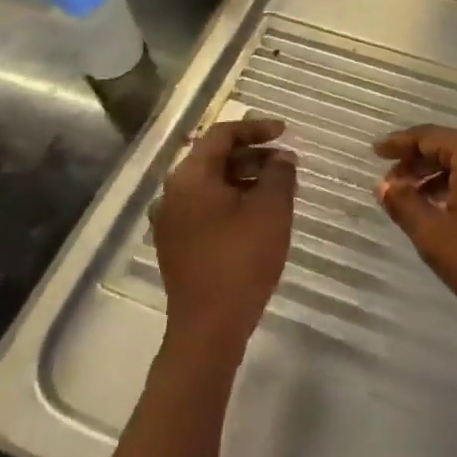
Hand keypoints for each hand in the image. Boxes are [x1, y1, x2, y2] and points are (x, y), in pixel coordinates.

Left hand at [153, 117, 296, 355]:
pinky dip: (231, 200)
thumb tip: (282, 157)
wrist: (208, 328)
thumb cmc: (241, 260)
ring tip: (277, 189)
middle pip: (214, 158)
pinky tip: (257, 215)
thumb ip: (279, 174)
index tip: (285, 132)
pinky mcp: (176, 243)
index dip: (256, 128)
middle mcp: (173, 192)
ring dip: (243, 178)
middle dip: (253, 155)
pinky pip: (204, 207)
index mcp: (190, 176)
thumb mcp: (271, 210)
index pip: (222, 134)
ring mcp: (171, 220)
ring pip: (210, 184)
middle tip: (285, 164)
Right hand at [375, 126, 456, 341]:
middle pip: (450, 144)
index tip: (375, 151)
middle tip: (390, 182)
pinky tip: (445, 206)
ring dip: (439, 174)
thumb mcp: (435, 236)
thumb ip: (405, 204)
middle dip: (418, 161)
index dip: (399, 144)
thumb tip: (385, 185)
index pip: (430, 135)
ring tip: (412, 198)